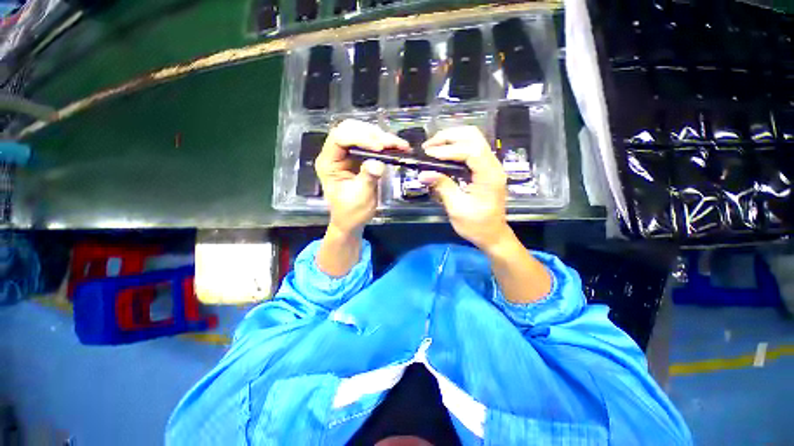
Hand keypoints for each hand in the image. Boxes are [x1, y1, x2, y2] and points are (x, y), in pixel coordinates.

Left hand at [316, 119, 408, 235]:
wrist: (352, 221)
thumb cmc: (351, 212)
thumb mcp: (360, 197)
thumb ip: (367, 178)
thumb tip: (378, 163)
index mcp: (328, 163)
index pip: (339, 138)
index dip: (360, 138)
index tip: (380, 148)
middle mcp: (335, 154)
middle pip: (350, 129)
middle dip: (371, 134)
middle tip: (390, 144)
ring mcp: (347, 155)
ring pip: (362, 133)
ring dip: (381, 137)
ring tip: (398, 144)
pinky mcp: (358, 158)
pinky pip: (371, 144)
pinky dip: (384, 144)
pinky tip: (397, 146)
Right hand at [418, 126, 510, 250]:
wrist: (493, 235)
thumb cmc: (476, 226)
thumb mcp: (457, 208)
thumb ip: (442, 187)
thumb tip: (423, 174)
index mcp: (489, 175)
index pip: (470, 150)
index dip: (447, 149)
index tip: (428, 154)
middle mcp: (493, 165)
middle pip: (473, 136)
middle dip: (449, 137)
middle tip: (429, 146)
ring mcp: (491, 165)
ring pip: (473, 139)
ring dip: (451, 139)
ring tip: (433, 148)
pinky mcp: (485, 168)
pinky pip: (471, 148)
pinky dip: (455, 147)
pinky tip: (443, 154)